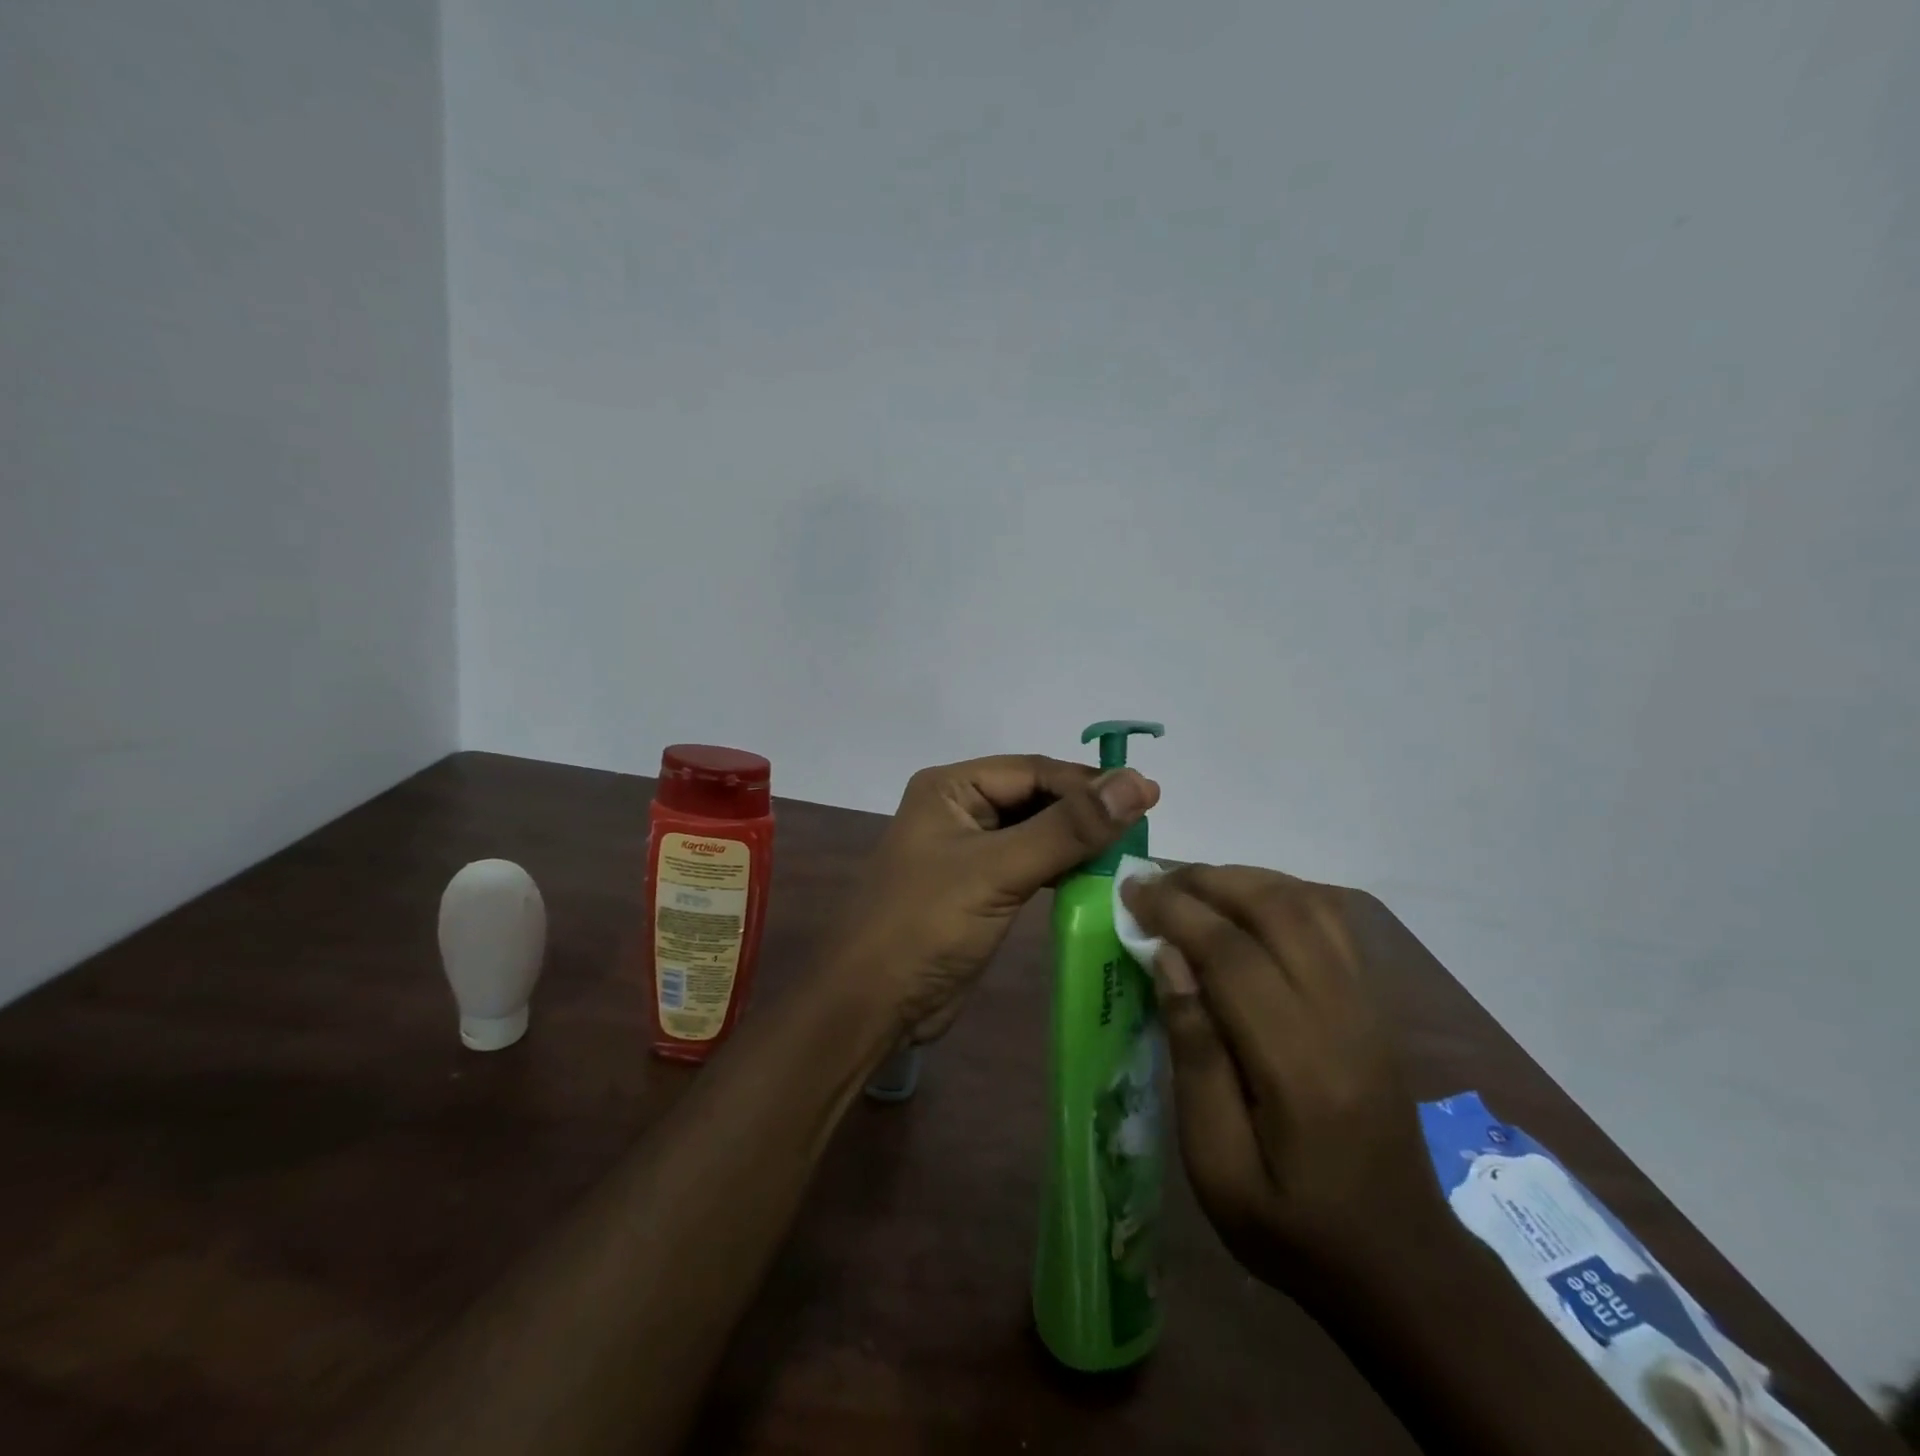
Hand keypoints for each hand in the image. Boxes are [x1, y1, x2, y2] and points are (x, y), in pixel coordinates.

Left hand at [833, 755, 1158, 1040]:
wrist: (873, 1003)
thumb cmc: (927, 925)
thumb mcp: (999, 870)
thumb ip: (1068, 828)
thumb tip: (1136, 782)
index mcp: (952, 788)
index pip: (1034, 770)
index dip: (1090, 783)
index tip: (1149, 797)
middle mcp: (960, 809)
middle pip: (1036, 797)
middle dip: (1085, 810)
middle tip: (1145, 825)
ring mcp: (968, 849)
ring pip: (1036, 831)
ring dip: (1077, 840)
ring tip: (1131, 850)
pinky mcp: (979, 887)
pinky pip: (1029, 864)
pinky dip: (1061, 868)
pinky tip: (1096, 877)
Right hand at [1123, 865, 1450, 1291]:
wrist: (1400, 1263)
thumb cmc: (1292, 1226)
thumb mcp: (1216, 1167)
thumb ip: (1194, 1057)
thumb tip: (1170, 961)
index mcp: (1299, 1067)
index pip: (1233, 957)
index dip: (1177, 913)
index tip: (1131, 891)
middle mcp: (1343, 1019)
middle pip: (1278, 911)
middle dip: (1208, 882)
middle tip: (1155, 882)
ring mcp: (1369, 1007)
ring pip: (1310, 906)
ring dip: (1246, 880)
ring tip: (1193, 886)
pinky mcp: (1376, 1006)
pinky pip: (1333, 923)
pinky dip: (1283, 895)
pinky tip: (1247, 905)